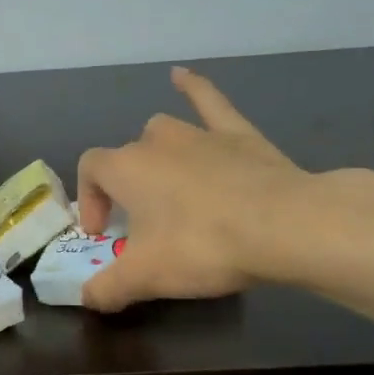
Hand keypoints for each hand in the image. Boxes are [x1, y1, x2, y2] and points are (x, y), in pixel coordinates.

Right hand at [77, 67, 313, 311]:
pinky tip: (181, 76)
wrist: (285, 226)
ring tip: (162, 179)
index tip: (103, 233)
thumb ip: (107, 288)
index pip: (90, 171)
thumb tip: (88, 298)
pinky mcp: (239, 134)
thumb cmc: (202, 246)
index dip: (89, 200)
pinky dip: (193, 87)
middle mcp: (156, 141)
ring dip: (155, 153)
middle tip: (140, 224)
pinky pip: (209, 102)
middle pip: (127, 156)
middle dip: (125, 187)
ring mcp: (199, 133)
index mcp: (125, 168)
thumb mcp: (145, 278)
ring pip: (163, 131)